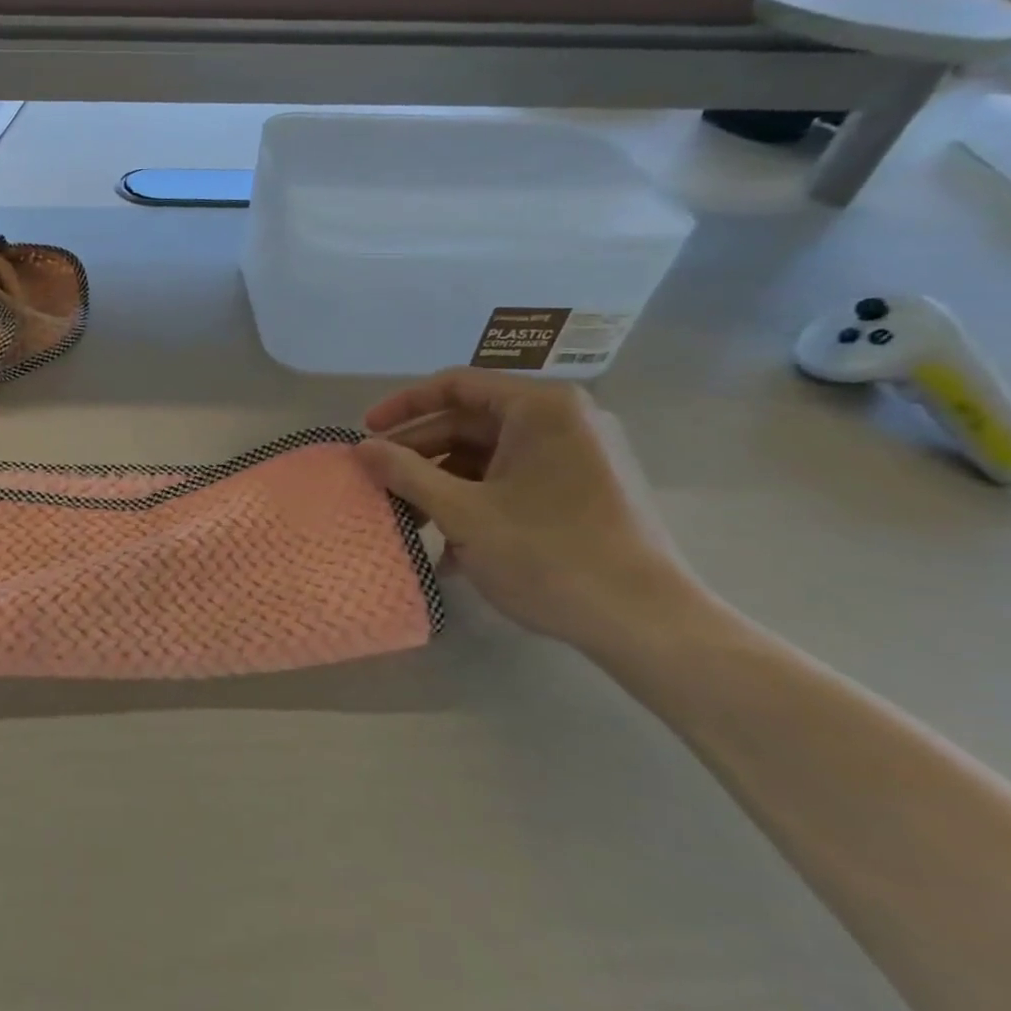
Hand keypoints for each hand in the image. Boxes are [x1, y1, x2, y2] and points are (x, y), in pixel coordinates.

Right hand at [356, 368, 698, 649]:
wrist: (649, 625)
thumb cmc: (550, 556)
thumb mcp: (463, 513)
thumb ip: (406, 474)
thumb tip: (360, 448)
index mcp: (541, 408)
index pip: (455, 386)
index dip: (403, 407)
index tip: (365, 434)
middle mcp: (565, 420)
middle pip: (471, 422)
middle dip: (420, 453)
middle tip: (379, 481)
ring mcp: (580, 455)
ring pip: (490, 455)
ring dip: (444, 483)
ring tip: (409, 519)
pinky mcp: (586, 489)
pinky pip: (516, 480)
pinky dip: (478, 500)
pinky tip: (451, 544)